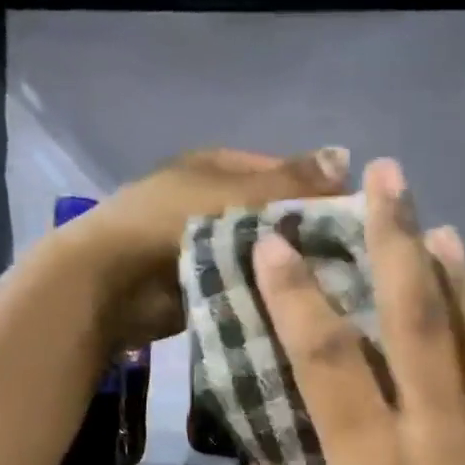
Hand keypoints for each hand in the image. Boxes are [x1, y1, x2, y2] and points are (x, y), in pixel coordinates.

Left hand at [56, 147, 348, 352]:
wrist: (110, 283)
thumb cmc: (168, 223)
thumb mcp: (233, 193)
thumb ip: (288, 182)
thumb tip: (346, 156)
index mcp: (219, 167)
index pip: (283, 172)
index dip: (318, 192)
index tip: (355, 221)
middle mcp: (215, 201)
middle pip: (273, 216)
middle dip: (304, 236)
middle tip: (350, 262)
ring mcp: (207, 246)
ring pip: (261, 254)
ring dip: (286, 269)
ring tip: (332, 289)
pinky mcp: (204, 285)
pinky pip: (245, 285)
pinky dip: (266, 293)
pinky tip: (299, 308)